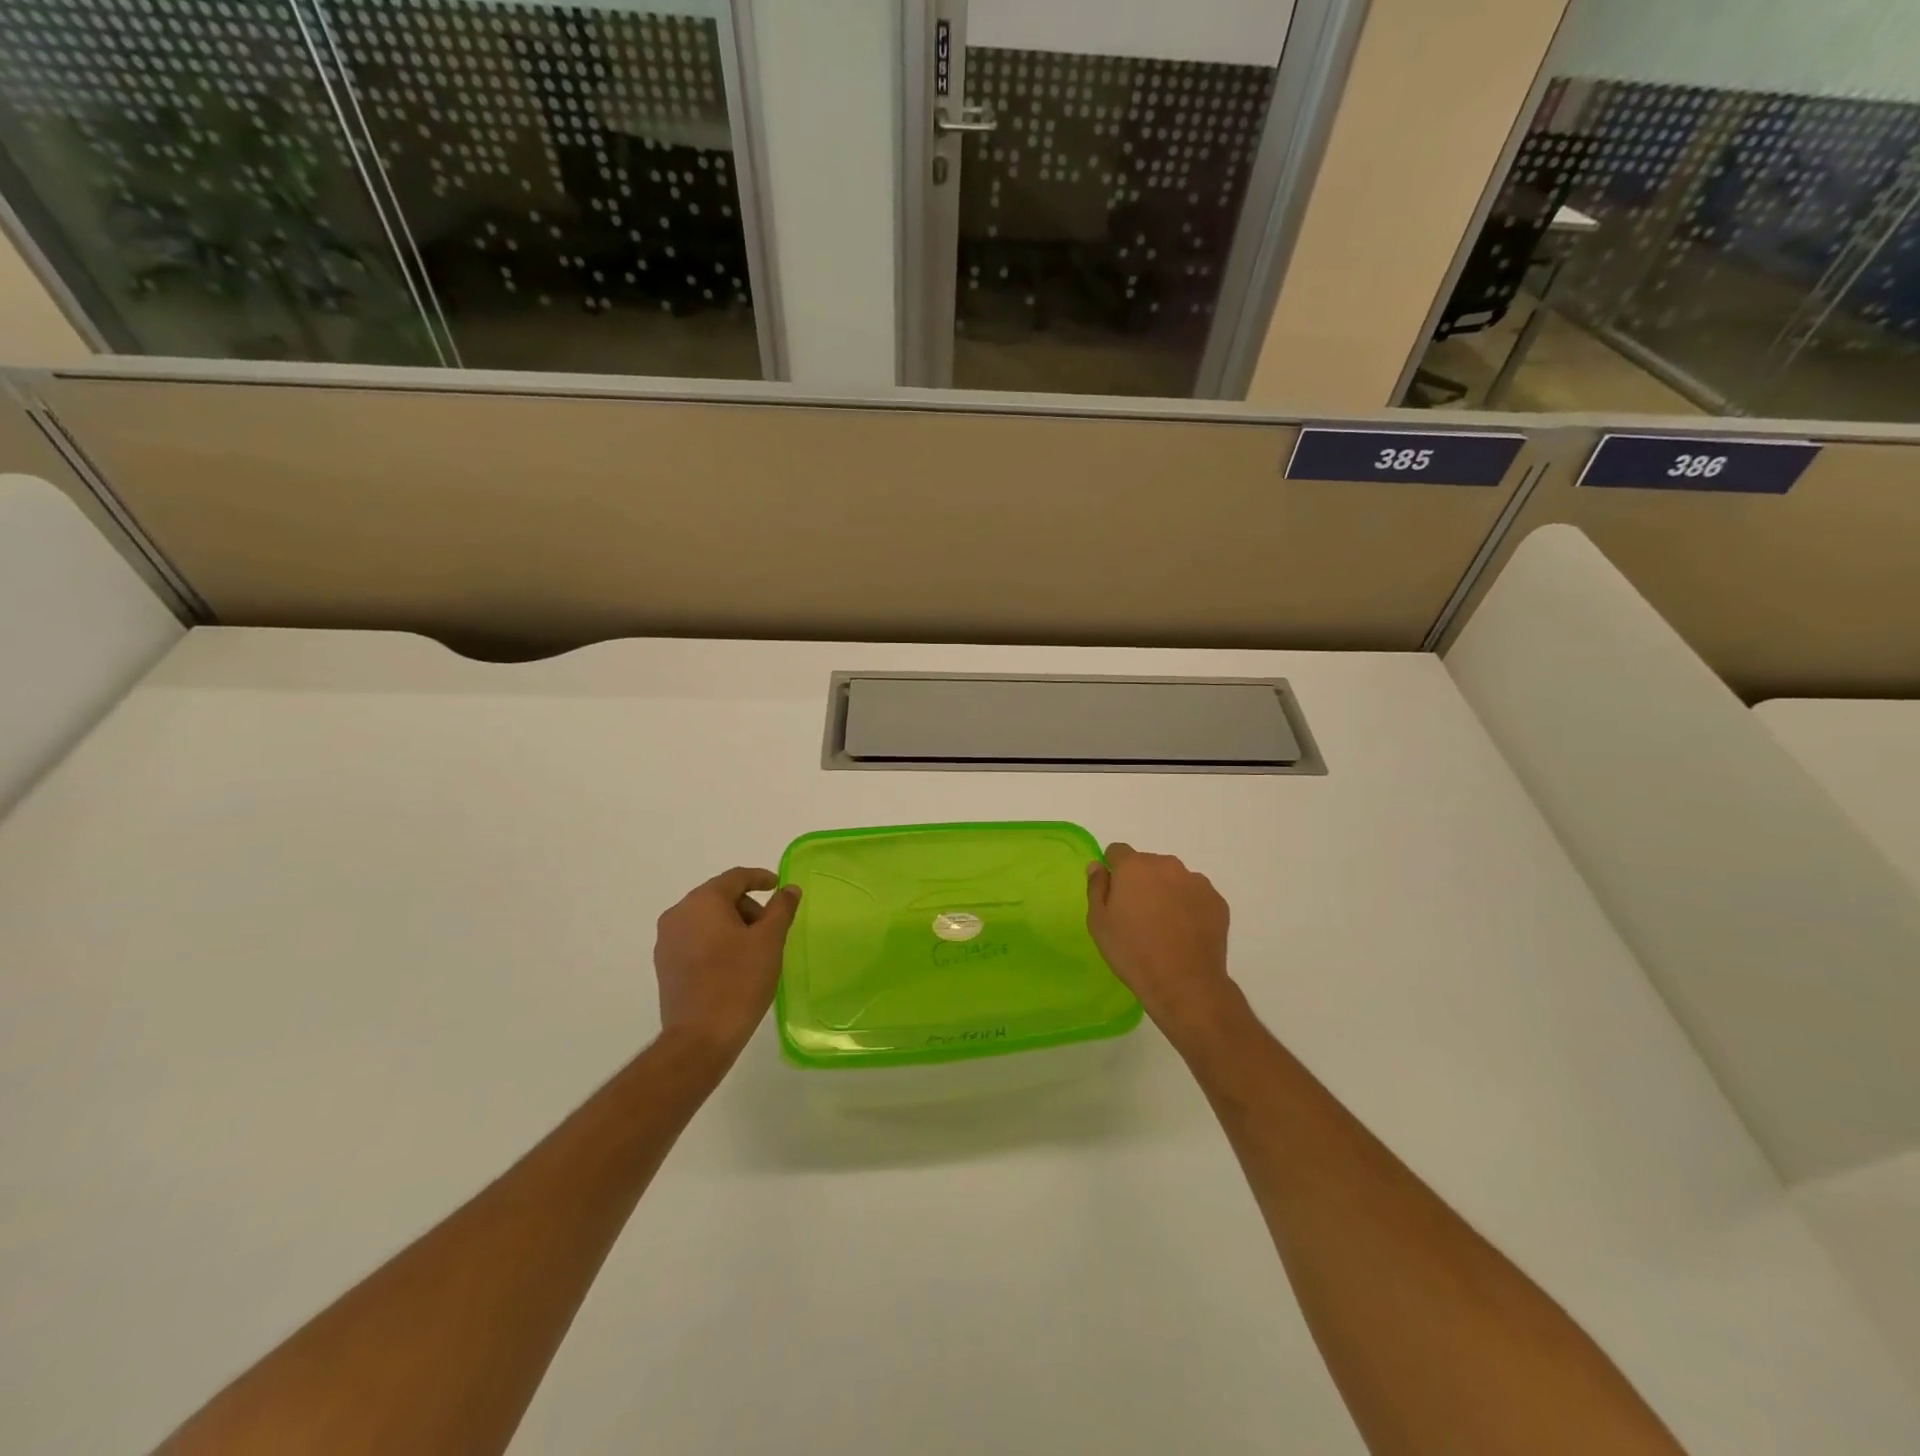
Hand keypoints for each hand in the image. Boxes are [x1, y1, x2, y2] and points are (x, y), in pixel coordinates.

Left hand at [653, 867, 800, 1060]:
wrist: (700, 1037)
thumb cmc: (739, 981)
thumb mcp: (770, 940)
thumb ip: (781, 908)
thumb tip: (789, 889)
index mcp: (702, 901)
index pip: (735, 877)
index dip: (760, 878)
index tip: (779, 887)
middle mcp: (678, 914)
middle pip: (719, 897)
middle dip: (747, 907)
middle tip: (771, 930)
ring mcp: (666, 941)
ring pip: (706, 919)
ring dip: (732, 926)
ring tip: (754, 951)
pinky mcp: (664, 965)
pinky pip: (695, 940)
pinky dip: (716, 942)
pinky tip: (733, 965)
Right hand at [1086, 843, 1240, 1045]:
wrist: (1184, 983)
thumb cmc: (1132, 952)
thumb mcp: (1099, 922)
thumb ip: (1096, 887)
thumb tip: (1098, 866)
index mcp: (1134, 866)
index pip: (1118, 851)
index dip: (1113, 869)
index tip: (1114, 893)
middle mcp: (1167, 865)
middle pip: (1148, 864)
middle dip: (1141, 881)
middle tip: (1138, 915)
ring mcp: (1196, 882)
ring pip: (1174, 879)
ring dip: (1167, 892)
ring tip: (1165, 926)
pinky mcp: (1217, 901)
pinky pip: (1196, 895)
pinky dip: (1189, 906)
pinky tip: (1185, 933)